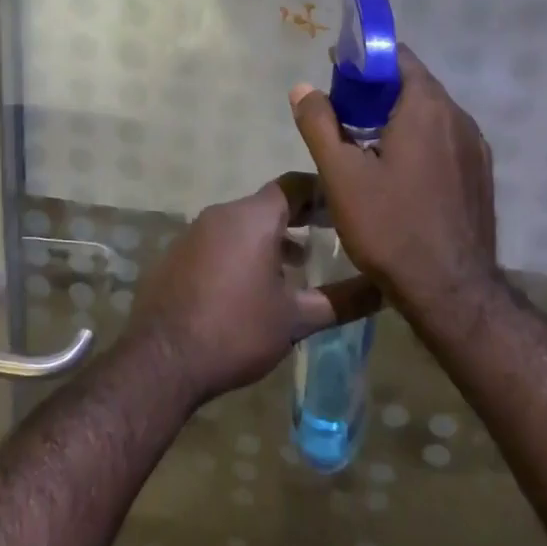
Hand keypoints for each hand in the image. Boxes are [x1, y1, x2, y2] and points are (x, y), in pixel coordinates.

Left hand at [126, 174, 379, 406]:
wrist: (161, 360)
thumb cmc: (236, 332)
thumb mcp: (296, 320)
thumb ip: (343, 300)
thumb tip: (385, 289)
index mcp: (252, 218)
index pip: (295, 185)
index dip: (323, 193)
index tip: (347, 208)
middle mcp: (220, 214)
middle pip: (268, 203)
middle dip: (300, 217)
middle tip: (330, 236)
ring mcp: (193, 232)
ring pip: (242, 223)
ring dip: (271, 237)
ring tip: (298, 266)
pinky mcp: (176, 254)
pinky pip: (218, 240)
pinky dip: (242, 250)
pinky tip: (253, 285)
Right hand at [290, 45, 498, 326]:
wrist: (451, 291)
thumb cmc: (390, 227)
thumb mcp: (341, 175)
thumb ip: (319, 124)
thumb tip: (303, 88)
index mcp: (427, 108)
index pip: (398, 57)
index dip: (364, 60)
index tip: (336, 75)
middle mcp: (459, 119)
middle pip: (414, 86)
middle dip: (376, 91)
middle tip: (340, 112)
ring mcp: (475, 149)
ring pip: (430, 116)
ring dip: (396, 117)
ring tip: (362, 144)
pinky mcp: (480, 176)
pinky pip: (444, 141)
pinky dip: (417, 141)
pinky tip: (395, 173)